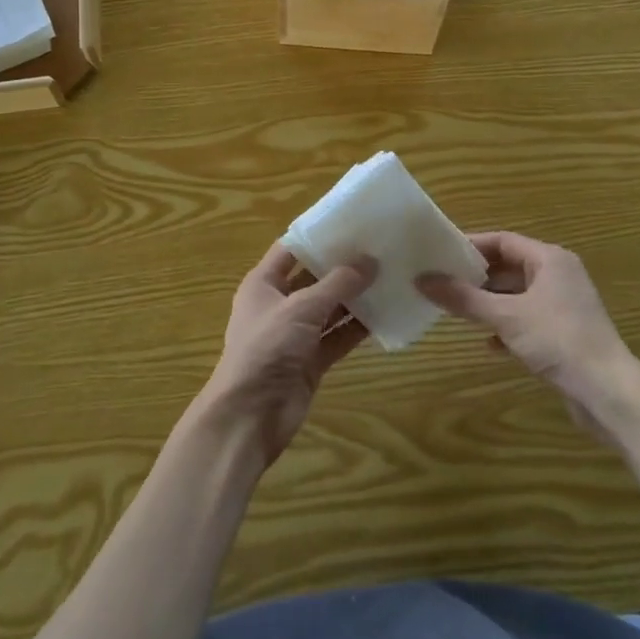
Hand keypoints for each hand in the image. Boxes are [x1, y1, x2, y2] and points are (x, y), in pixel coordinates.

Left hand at [195, 245, 374, 466]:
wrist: (249, 416)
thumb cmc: (266, 348)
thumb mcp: (302, 308)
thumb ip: (337, 284)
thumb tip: (370, 260)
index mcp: (263, 283)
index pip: (292, 249)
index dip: (319, 236)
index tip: (352, 223)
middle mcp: (279, 304)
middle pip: (314, 278)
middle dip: (343, 267)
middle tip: (380, 249)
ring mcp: (295, 334)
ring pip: (329, 308)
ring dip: (355, 298)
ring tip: (390, 277)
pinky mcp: (310, 360)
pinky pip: (337, 337)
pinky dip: (357, 328)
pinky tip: (385, 314)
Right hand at [418, 231, 635, 436]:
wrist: (607, 392)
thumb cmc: (557, 340)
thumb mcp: (506, 316)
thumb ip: (464, 298)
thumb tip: (422, 279)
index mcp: (550, 259)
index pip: (503, 241)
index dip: (471, 246)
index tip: (440, 254)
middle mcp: (559, 275)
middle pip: (510, 267)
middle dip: (477, 277)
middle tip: (443, 283)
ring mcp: (564, 305)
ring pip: (518, 296)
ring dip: (490, 303)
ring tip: (458, 311)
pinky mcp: (565, 333)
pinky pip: (528, 320)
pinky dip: (507, 326)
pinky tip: (490, 344)